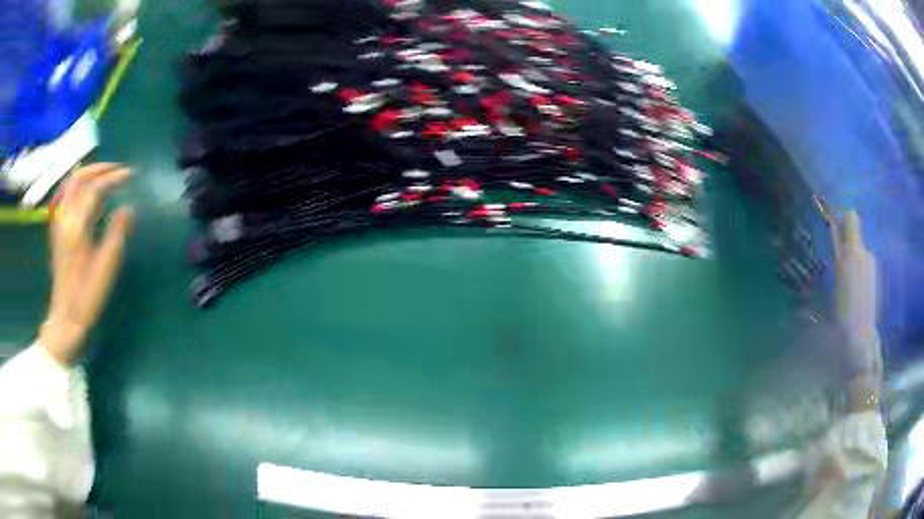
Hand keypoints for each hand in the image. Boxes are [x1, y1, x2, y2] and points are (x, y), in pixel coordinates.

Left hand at [39, 163, 132, 365]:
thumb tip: (128, 209)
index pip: (94, 188)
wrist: (65, 319)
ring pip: (71, 184)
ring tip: (106, 177)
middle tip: (118, 170)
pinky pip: (67, 196)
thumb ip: (117, 233)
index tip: (130, 175)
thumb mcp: (106, 268)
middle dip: (100, 169)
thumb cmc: (87, 296)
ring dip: (89, 175)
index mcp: (76, 225)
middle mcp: (64, 217)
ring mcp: (58, 223)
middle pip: (79, 178)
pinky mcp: (57, 230)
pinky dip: (80, 187)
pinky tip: (90, 195)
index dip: (113, 178)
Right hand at [816, 199, 880, 377]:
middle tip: (835, 260)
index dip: (840, 217)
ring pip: (858, 248)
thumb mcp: (836, 277)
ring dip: (850, 257)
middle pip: (854, 231)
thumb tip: (832, 223)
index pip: (850, 217)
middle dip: (844, 240)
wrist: (860, 339)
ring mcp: (871, 264)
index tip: (830, 221)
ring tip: (844, 281)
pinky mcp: (874, 276)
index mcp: (853, 251)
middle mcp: (865, 252)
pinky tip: (852, 289)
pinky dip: (856, 268)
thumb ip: (836, 247)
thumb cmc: (844, 310)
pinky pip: (863, 262)